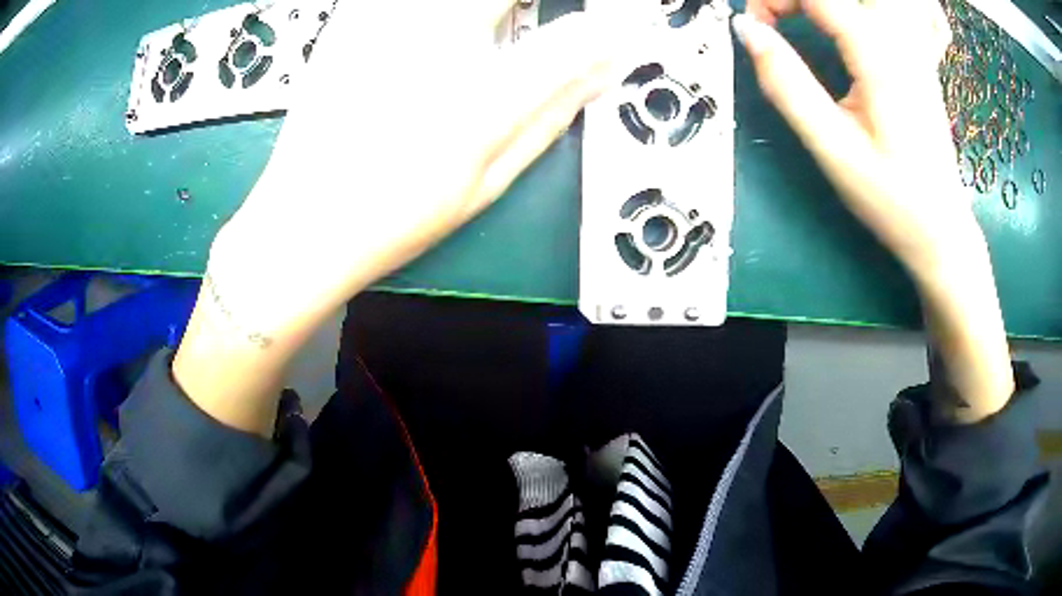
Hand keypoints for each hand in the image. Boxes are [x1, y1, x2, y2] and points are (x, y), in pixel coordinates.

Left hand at [174, 1, 627, 433]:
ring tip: (498, 29)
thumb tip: (605, 65)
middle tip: (535, 27)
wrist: (302, 221)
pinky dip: (444, 14)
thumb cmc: (396, 213)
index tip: (619, 23)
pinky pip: (399, 0)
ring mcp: (382, 21)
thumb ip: (555, 111)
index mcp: (478, 98)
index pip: (573, 35)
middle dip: (528, 9)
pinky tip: (442, 35)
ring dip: (491, 11)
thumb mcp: (490, 178)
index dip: (601, 27)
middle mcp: (430, 40)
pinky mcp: (352, 18)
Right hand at [737, 0, 956, 273]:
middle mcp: (900, 38)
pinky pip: (919, 12)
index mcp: (877, 54)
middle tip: (785, 16)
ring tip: (819, 16)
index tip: (758, 29)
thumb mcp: (832, 148)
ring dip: (845, 2)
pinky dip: (898, 7)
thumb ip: (786, 83)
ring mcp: (918, 46)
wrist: (941, 230)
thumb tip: (747, 30)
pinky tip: (874, 16)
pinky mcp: (924, 59)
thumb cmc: (890, 198)